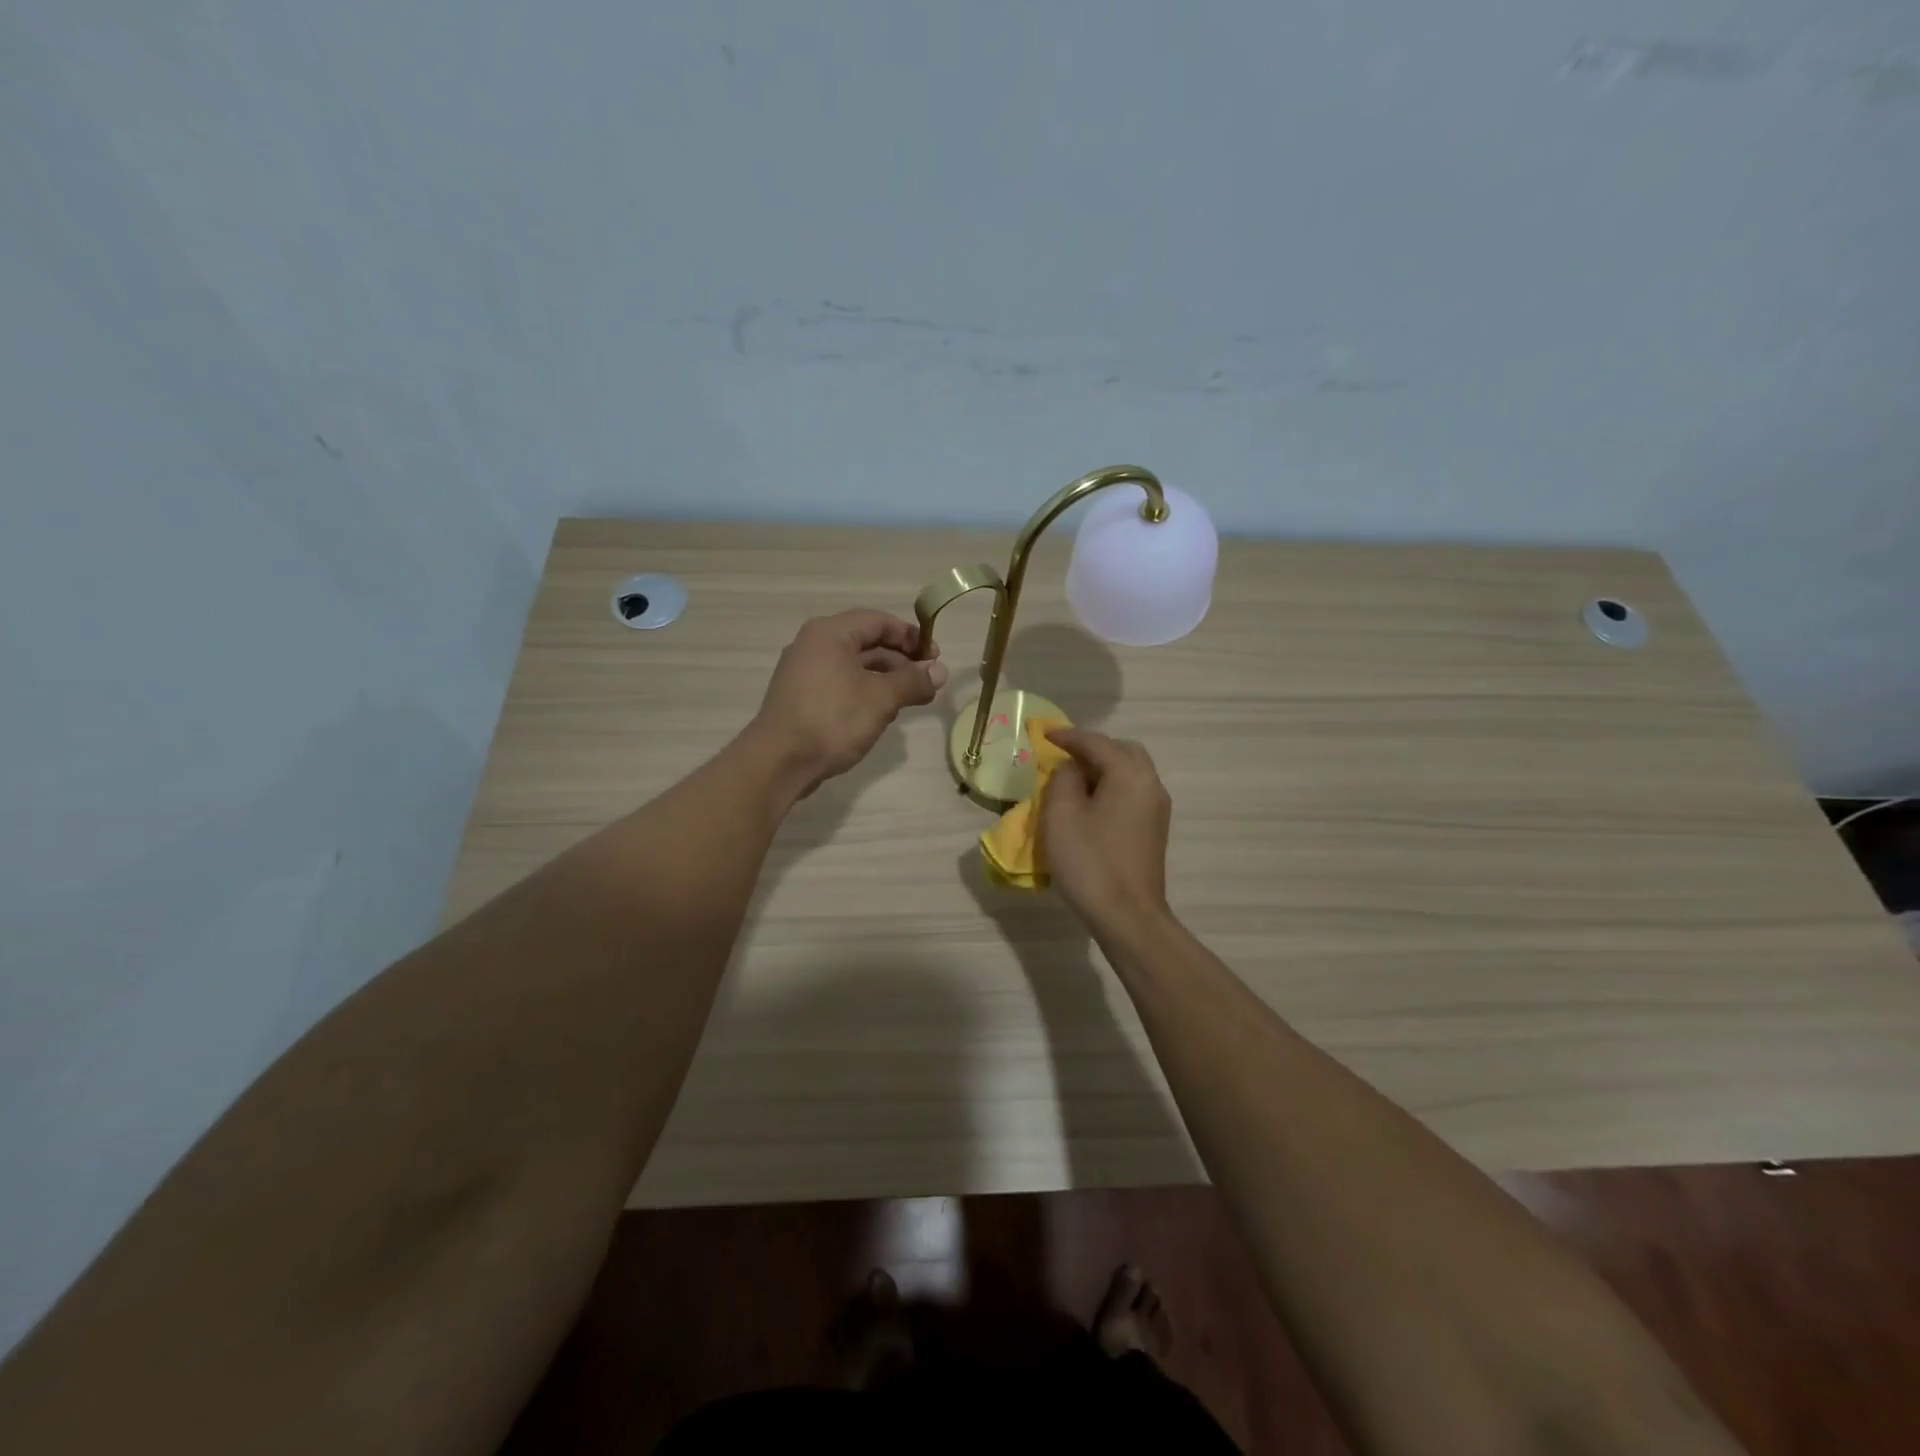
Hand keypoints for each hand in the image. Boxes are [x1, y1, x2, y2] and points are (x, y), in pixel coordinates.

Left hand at [749, 609, 947, 797]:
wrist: (779, 761)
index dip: (910, 636)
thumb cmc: (833, 719)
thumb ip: (913, 681)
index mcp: (830, 633)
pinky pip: (841, 684)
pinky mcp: (801, 697)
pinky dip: (865, 691)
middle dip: (901, 660)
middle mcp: (813, 645)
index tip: (935, 657)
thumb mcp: (881, 698)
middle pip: (866, 643)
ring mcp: (804, 672)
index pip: (878, 621)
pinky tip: (882, 712)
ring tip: (911, 699)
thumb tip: (940, 672)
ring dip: (886, 678)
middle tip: (928, 681)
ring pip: (854, 666)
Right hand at [1040, 728, 1172, 936]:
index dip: (1068, 736)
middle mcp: (1150, 784)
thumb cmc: (1089, 861)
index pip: (1096, 742)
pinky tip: (1090, 804)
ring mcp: (1157, 809)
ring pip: (1130, 772)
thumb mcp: (1061, 814)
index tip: (1044, 735)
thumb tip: (1072, 768)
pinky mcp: (1154, 830)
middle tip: (1062, 756)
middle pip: (1122, 751)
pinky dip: (1111, 787)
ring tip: (1073, 780)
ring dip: (1102, 769)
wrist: (1127, 916)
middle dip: (1092, 749)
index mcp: (1129, 773)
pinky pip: (1132, 793)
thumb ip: (1064, 779)